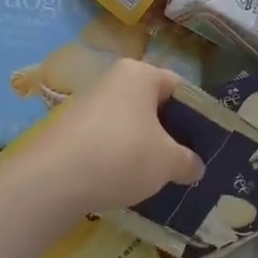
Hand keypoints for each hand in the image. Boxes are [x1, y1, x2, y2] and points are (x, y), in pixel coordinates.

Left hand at [5, 59, 203, 220]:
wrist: (51, 181)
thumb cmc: (122, 156)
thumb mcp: (167, 162)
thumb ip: (187, 161)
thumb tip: (196, 166)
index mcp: (139, 74)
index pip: (178, 87)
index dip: (196, 114)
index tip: (206, 142)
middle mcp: (112, 81)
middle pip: (152, 105)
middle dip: (170, 133)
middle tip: (186, 162)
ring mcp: (87, 105)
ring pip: (129, 124)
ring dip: (144, 147)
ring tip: (159, 177)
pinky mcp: (69, 131)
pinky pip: (106, 140)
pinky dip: (119, 157)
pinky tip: (126, 183)